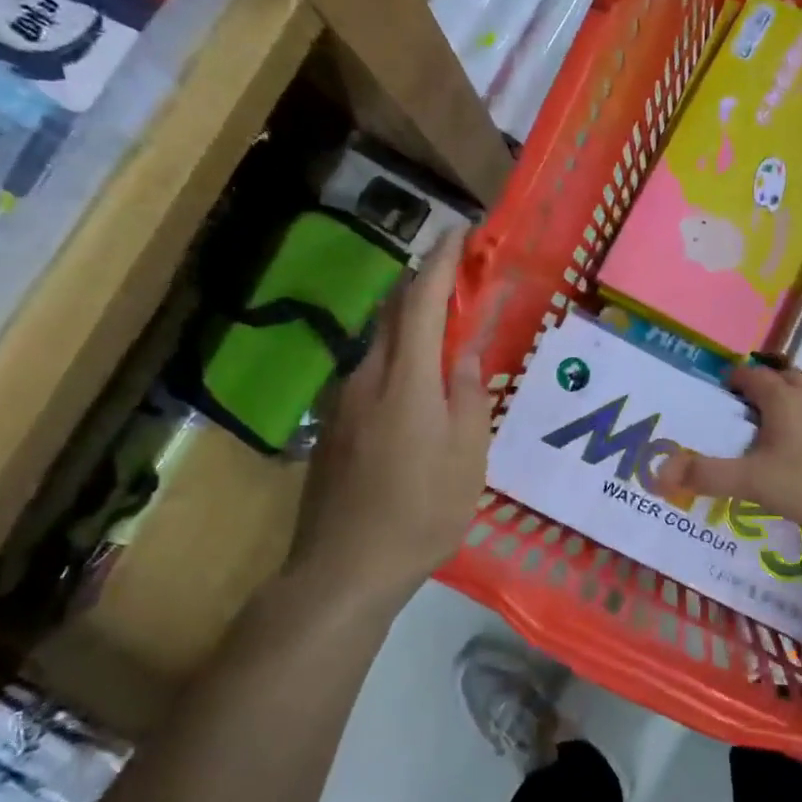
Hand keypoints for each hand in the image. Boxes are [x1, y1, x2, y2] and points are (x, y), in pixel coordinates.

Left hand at [289, 232, 491, 603]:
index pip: (422, 301)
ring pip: (380, 342)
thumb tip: (465, 354)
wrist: (344, 569)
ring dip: (411, 322)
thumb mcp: (467, 456)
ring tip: (447, 329)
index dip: (442, 261)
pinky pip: (371, 373)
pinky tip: (417, 384)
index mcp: (406, 379)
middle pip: (394, 312)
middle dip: (425, 283)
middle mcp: (368, 377)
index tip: (462, 232)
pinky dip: (398, 357)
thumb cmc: (421, 511)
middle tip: (460, 275)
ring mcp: (344, 402)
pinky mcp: (334, 426)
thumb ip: (467, 395)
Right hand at [653, 365, 801, 539]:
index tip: (726, 389)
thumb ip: (706, 475)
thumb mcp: (753, 482)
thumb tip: (656, 470)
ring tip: (784, 431)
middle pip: (786, 380)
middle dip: (767, 388)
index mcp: (783, 400)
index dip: (736, 379)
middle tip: (752, 410)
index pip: (753, 376)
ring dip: (797, 406)